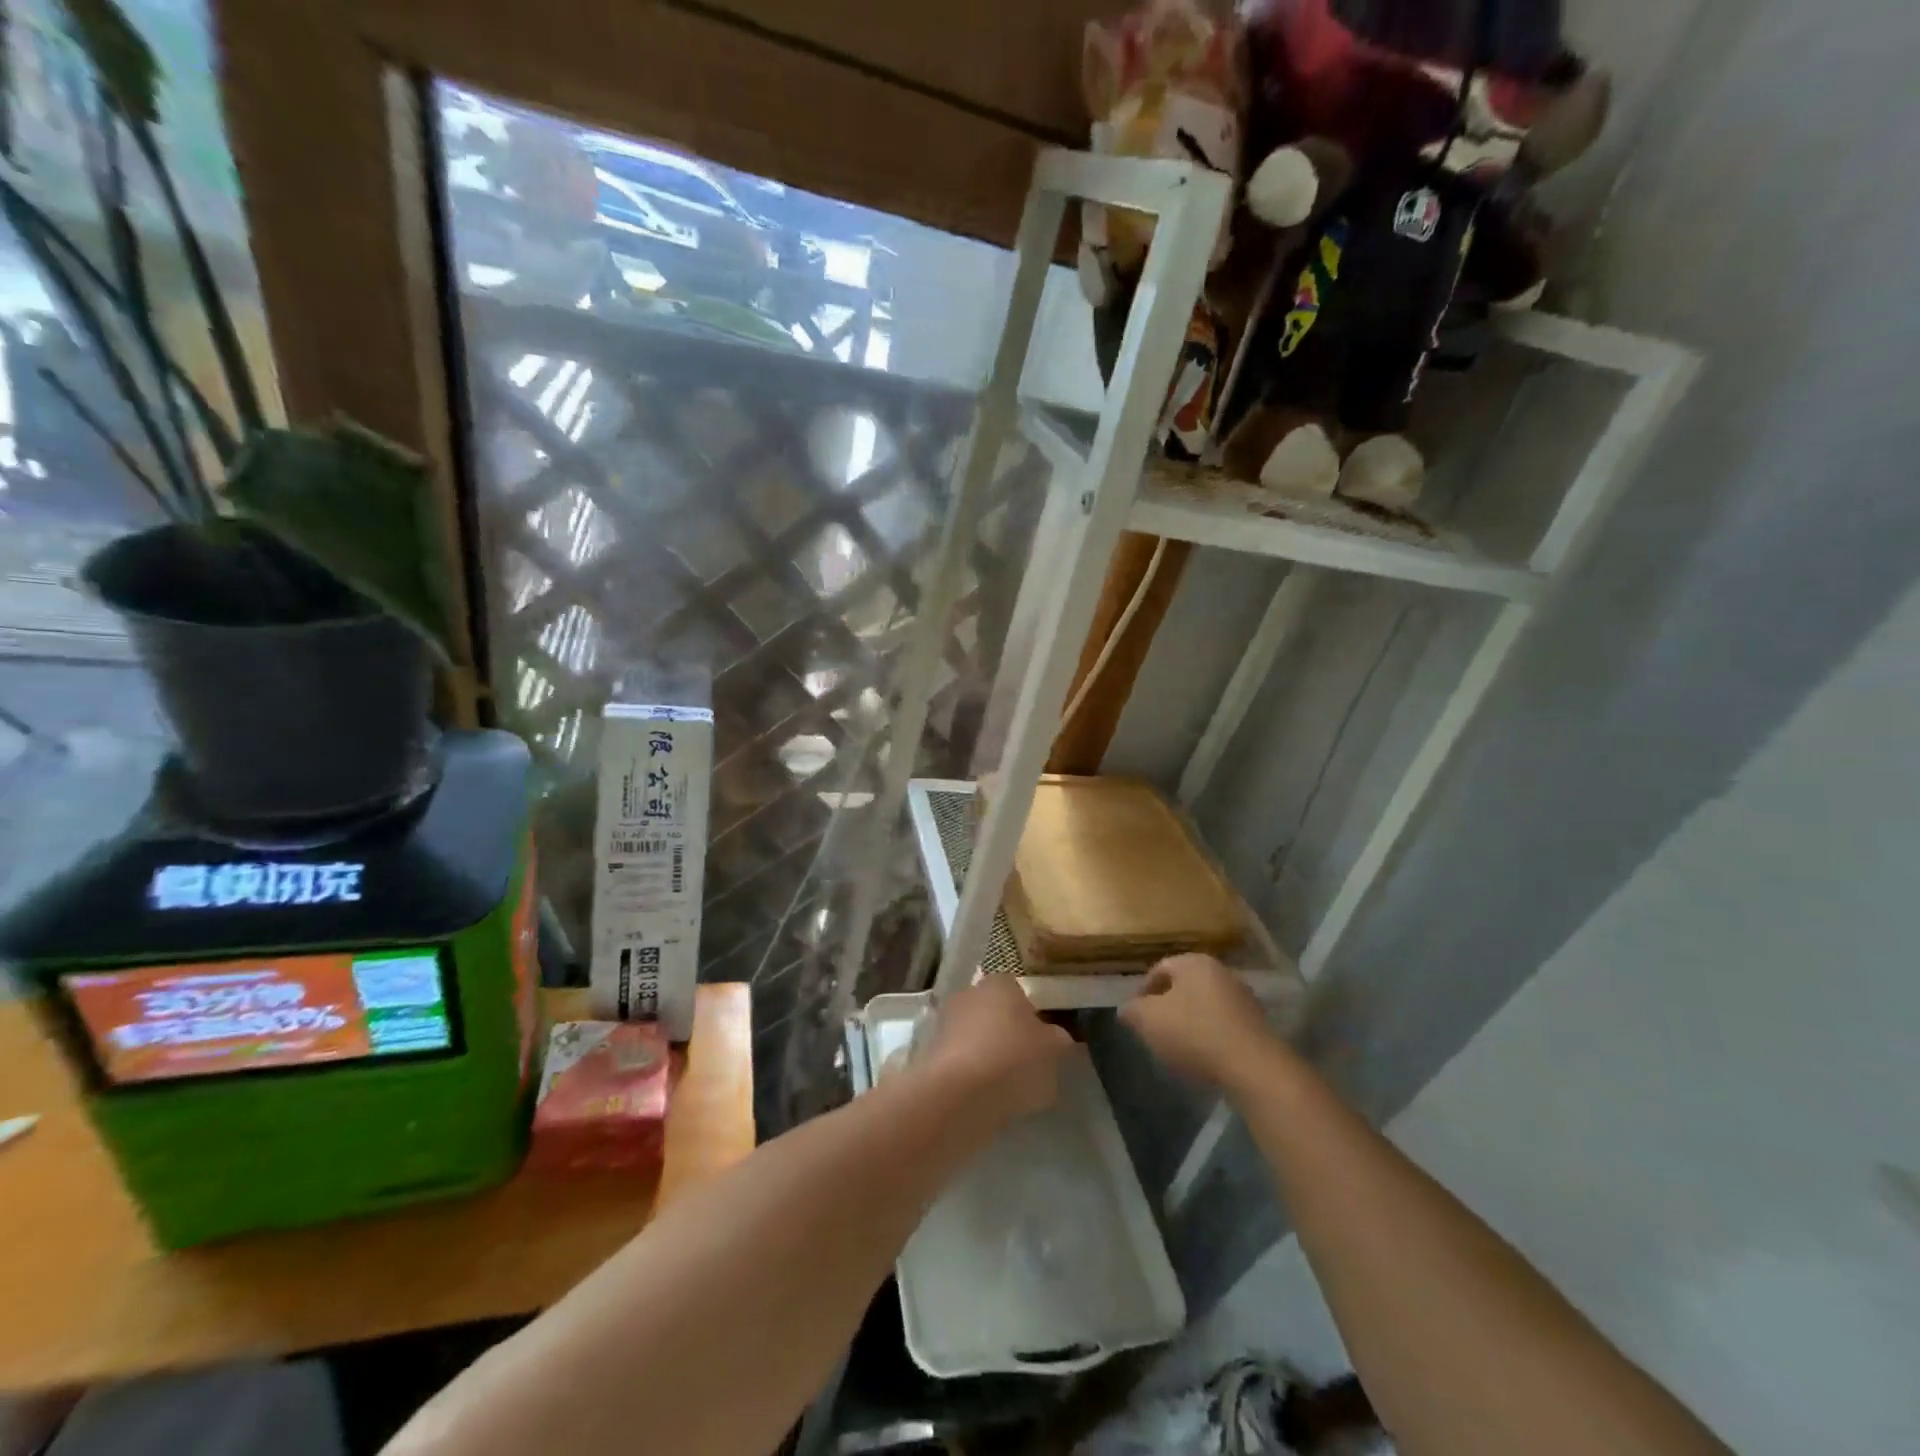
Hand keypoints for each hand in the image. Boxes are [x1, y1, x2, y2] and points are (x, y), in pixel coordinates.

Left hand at [917, 975, 1072, 1121]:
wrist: (958, 1094)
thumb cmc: (1013, 1060)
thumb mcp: (1053, 1050)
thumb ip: (1057, 1040)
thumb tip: (1056, 1037)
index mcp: (1000, 983)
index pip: (1019, 992)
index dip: (1032, 1017)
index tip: (1042, 1043)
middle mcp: (968, 994)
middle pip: (994, 1013)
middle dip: (1007, 1035)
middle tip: (1026, 1064)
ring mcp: (945, 1022)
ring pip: (975, 1037)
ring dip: (987, 1056)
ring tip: (1006, 1089)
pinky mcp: (929, 1053)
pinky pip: (960, 1062)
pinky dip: (971, 1075)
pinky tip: (983, 1098)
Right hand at [1120, 953, 1278, 1089]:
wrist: (1252, 1066)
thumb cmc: (1193, 1033)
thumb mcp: (1148, 1020)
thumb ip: (1132, 1011)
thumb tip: (1127, 1009)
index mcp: (1193, 962)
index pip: (1159, 969)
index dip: (1143, 991)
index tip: (1136, 1015)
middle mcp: (1220, 971)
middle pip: (1184, 986)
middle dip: (1167, 1006)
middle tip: (1155, 1030)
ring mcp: (1242, 997)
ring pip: (1204, 1005)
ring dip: (1190, 1021)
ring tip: (1179, 1047)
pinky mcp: (1257, 1024)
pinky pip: (1223, 1024)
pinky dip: (1210, 1035)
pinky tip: (1205, 1057)